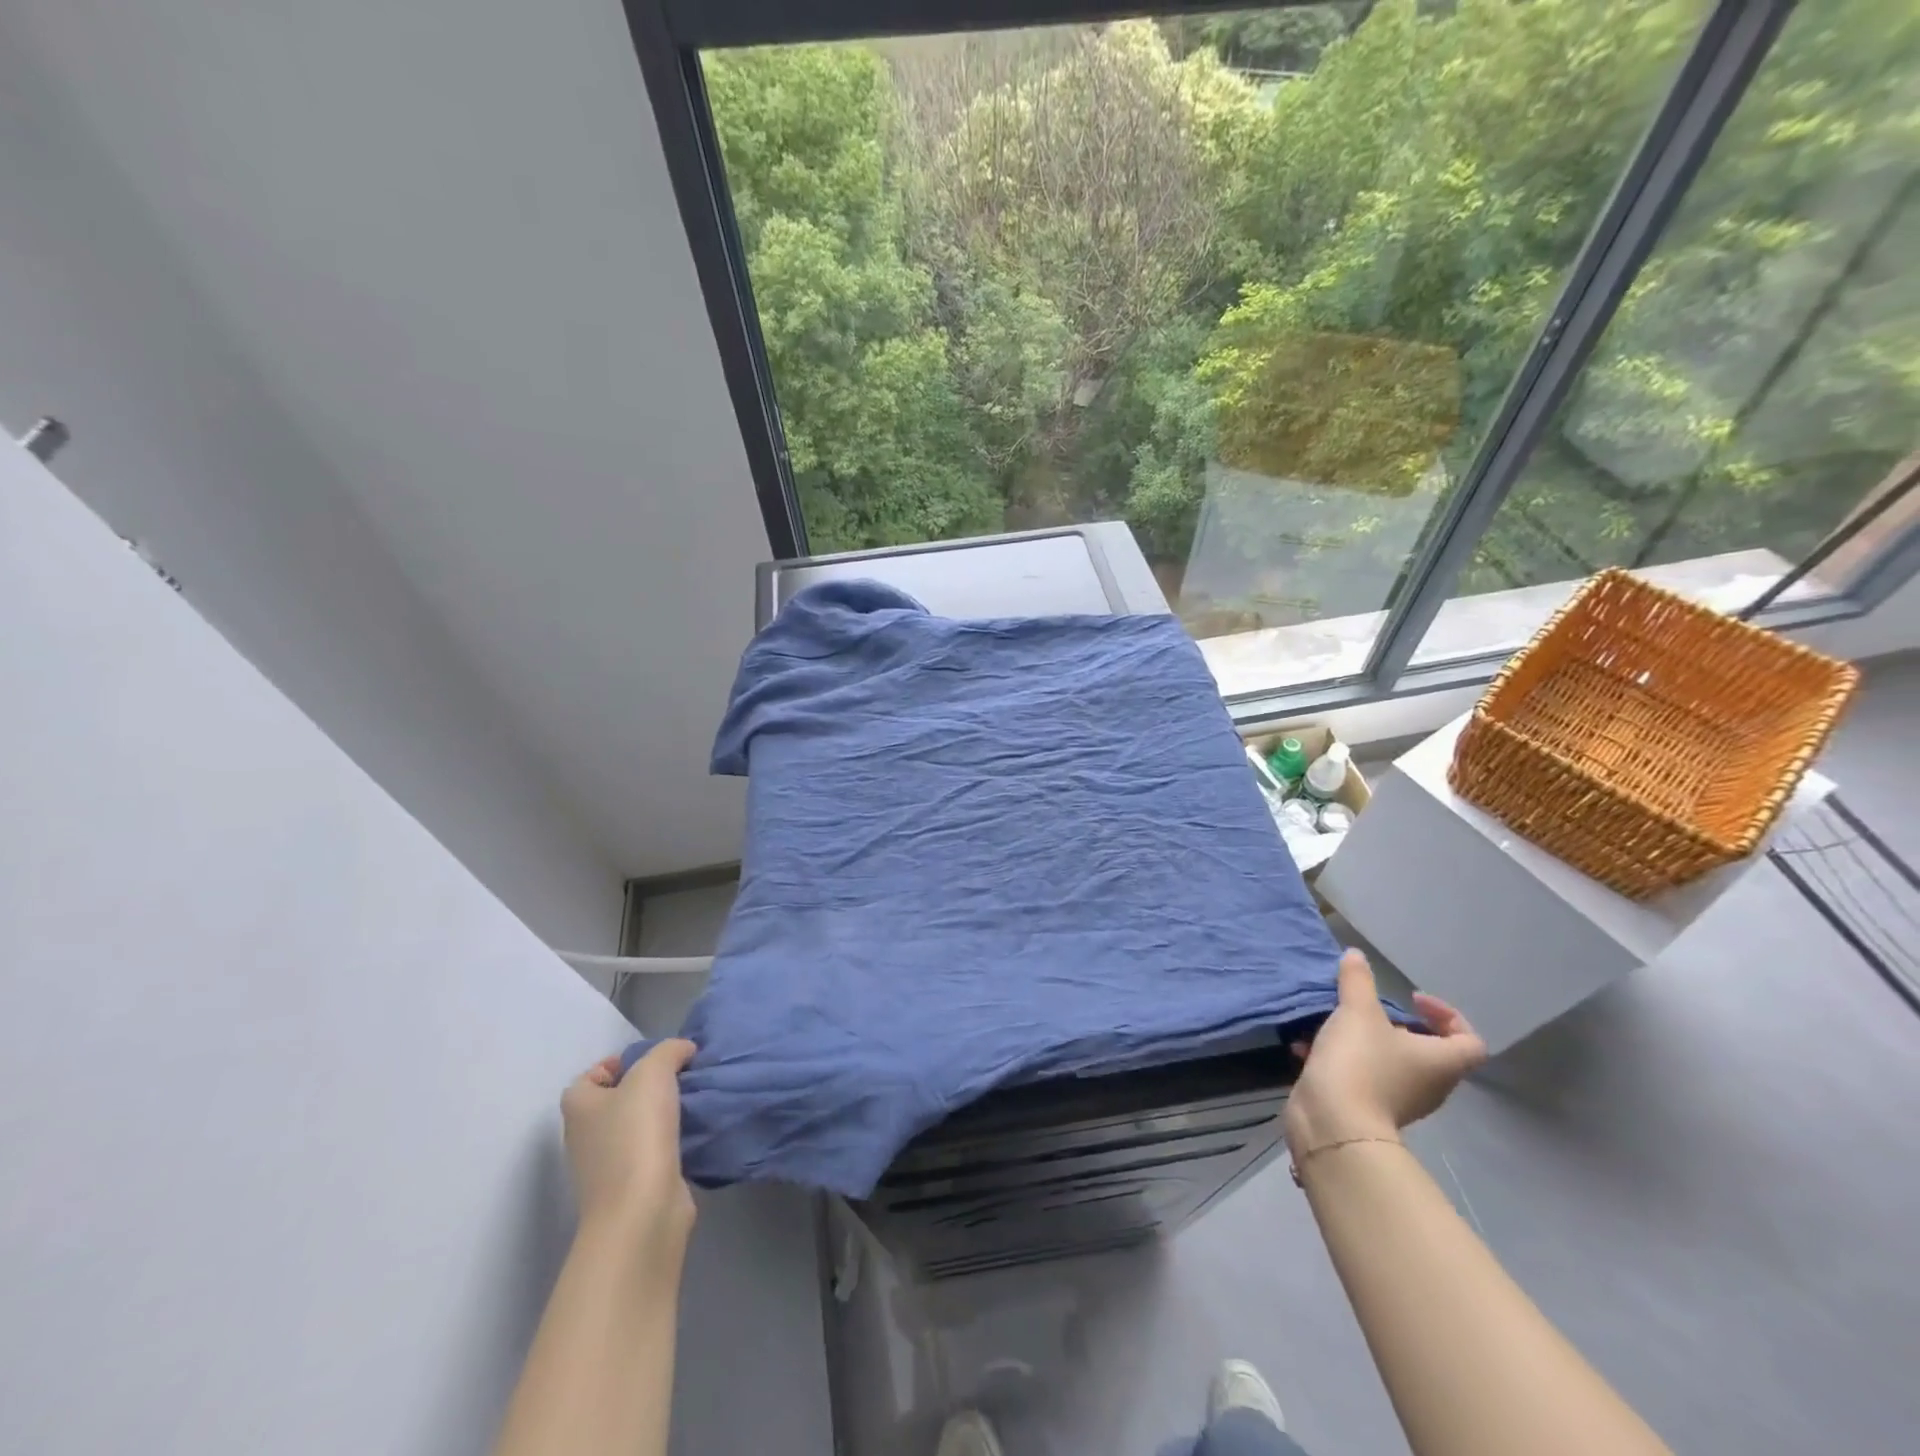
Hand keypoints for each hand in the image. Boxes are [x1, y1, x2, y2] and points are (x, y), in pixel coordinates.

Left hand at [560, 1039, 697, 1254]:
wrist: (642, 1211)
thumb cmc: (636, 1134)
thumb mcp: (653, 1071)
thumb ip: (669, 1051)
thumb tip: (684, 1051)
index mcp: (578, 1107)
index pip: (591, 1076)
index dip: (620, 1063)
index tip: (656, 1061)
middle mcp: (585, 1136)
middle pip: (617, 1100)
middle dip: (649, 1087)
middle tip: (682, 1077)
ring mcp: (607, 1166)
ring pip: (637, 1126)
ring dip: (664, 1114)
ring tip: (695, 1101)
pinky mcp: (632, 1187)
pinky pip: (653, 1151)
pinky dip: (672, 1141)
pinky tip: (695, 1131)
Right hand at [1285, 950, 1486, 1158]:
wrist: (1332, 1122)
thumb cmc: (1360, 1063)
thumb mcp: (1358, 1011)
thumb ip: (1358, 980)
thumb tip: (1356, 955)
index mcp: (1440, 1061)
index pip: (1470, 1040)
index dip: (1448, 1015)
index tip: (1410, 999)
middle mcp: (1429, 1084)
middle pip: (1427, 1050)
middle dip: (1395, 1024)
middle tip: (1369, 1008)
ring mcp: (1399, 1099)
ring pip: (1389, 1061)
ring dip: (1363, 1040)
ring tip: (1332, 1023)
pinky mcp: (1367, 1108)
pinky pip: (1361, 1076)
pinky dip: (1341, 1059)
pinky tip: (1308, 1048)